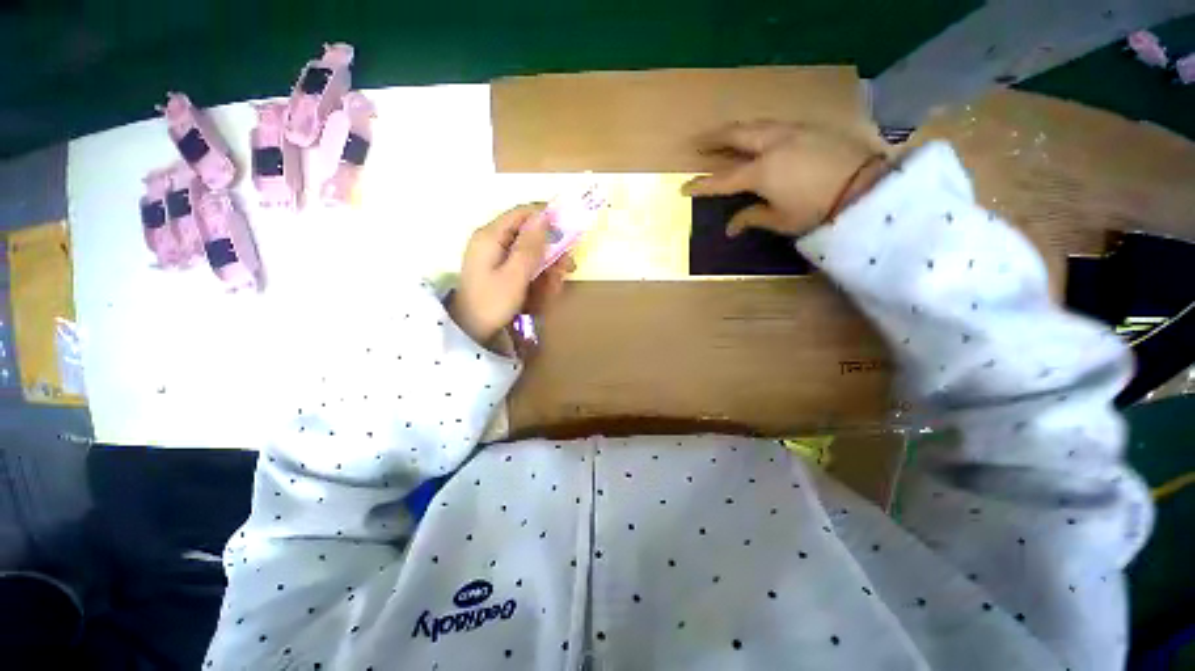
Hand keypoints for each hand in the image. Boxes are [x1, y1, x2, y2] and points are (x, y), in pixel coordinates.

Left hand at [449, 203, 574, 345]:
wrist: (471, 331)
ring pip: (529, 253)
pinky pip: (523, 266)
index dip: (547, 217)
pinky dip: (537, 277)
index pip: (522, 213)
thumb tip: (543, 216)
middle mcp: (492, 241)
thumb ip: (530, 246)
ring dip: (547, 267)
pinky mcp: (499, 271)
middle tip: (568, 267)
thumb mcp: (515, 275)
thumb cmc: (492, 303)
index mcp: (490, 236)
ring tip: (556, 286)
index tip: (569, 230)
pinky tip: (545, 292)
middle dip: (551, 250)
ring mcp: (495, 257)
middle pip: (528, 234)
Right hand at [681, 121, 888, 237]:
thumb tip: (730, 228)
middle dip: (714, 138)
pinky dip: (760, 130)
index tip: (684, 187)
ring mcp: (793, 132)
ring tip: (725, 135)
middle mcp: (773, 145)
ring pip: (756, 125)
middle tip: (698, 141)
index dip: (702, 184)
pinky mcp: (811, 128)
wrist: (866, 188)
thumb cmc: (818, 210)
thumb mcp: (781, 220)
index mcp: (761, 172)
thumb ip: (752, 218)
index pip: (723, 179)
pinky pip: (776, 125)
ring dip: (737, 130)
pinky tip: (760, 136)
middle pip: (736, 135)